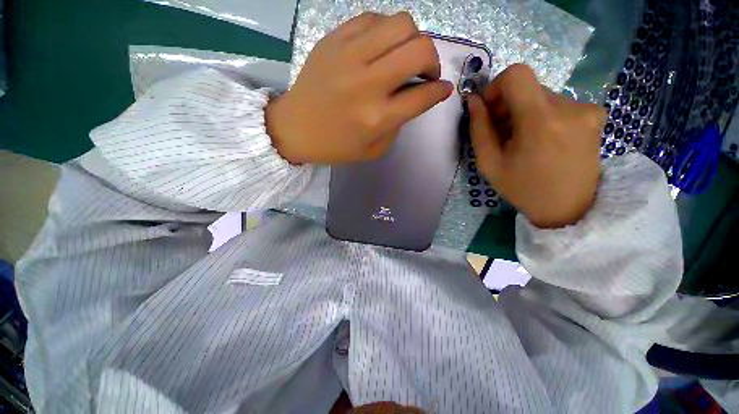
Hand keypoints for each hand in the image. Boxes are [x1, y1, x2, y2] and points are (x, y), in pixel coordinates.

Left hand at [266, 12, 452, 164]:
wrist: (295, 128)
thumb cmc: (336, 146)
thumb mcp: (374, 149)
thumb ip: (399, 123)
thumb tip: (415, 95)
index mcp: (377, 118)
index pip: (423, 96)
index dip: (440, 91)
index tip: (443, 89)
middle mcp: (367, 83)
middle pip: (420, 50)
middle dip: (433, 61)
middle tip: (424, 73)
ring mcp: (349, 56)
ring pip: (401, 24)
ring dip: (413, 40)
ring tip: (404, 57)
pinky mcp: (333, 40)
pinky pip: (373, 19)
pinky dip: (386, 31)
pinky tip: (381, 47)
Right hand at [467, 64, 605, 227]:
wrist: (569, 208)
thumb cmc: (523, 189)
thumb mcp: (490, 163)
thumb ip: (479, 129)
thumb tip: (474, 101)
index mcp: (540, 120)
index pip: (516, 74)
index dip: (495, 87)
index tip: (489, 110)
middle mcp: (569, 107)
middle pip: (527, 87)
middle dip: (507, 105)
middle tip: (502, 134)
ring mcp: (586, 108)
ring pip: (541, 96)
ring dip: (524, 112)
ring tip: (522, 141)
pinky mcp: (595, 113)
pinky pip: (557, 104)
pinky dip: (542, 116)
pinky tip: (541, 140)